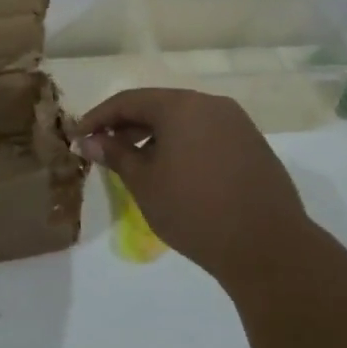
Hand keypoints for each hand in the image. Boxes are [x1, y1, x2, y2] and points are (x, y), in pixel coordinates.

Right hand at [77, 89, 310, 285]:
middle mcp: (211, 104)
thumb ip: (115, 155)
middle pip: (158, 106)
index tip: (79, 136)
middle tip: (104, 150)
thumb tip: (89, 141)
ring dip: (155, 136)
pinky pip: (206, 134)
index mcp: (181, 106)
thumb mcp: (144, 183)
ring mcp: (237, 123)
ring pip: (184, 120)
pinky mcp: (252, 144)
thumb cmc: (194, 210)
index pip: (128, 101)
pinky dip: (182, 144)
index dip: (99, 118)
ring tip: (136, 164)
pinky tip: (173, 172)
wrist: (267, 246)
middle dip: (127, 126)